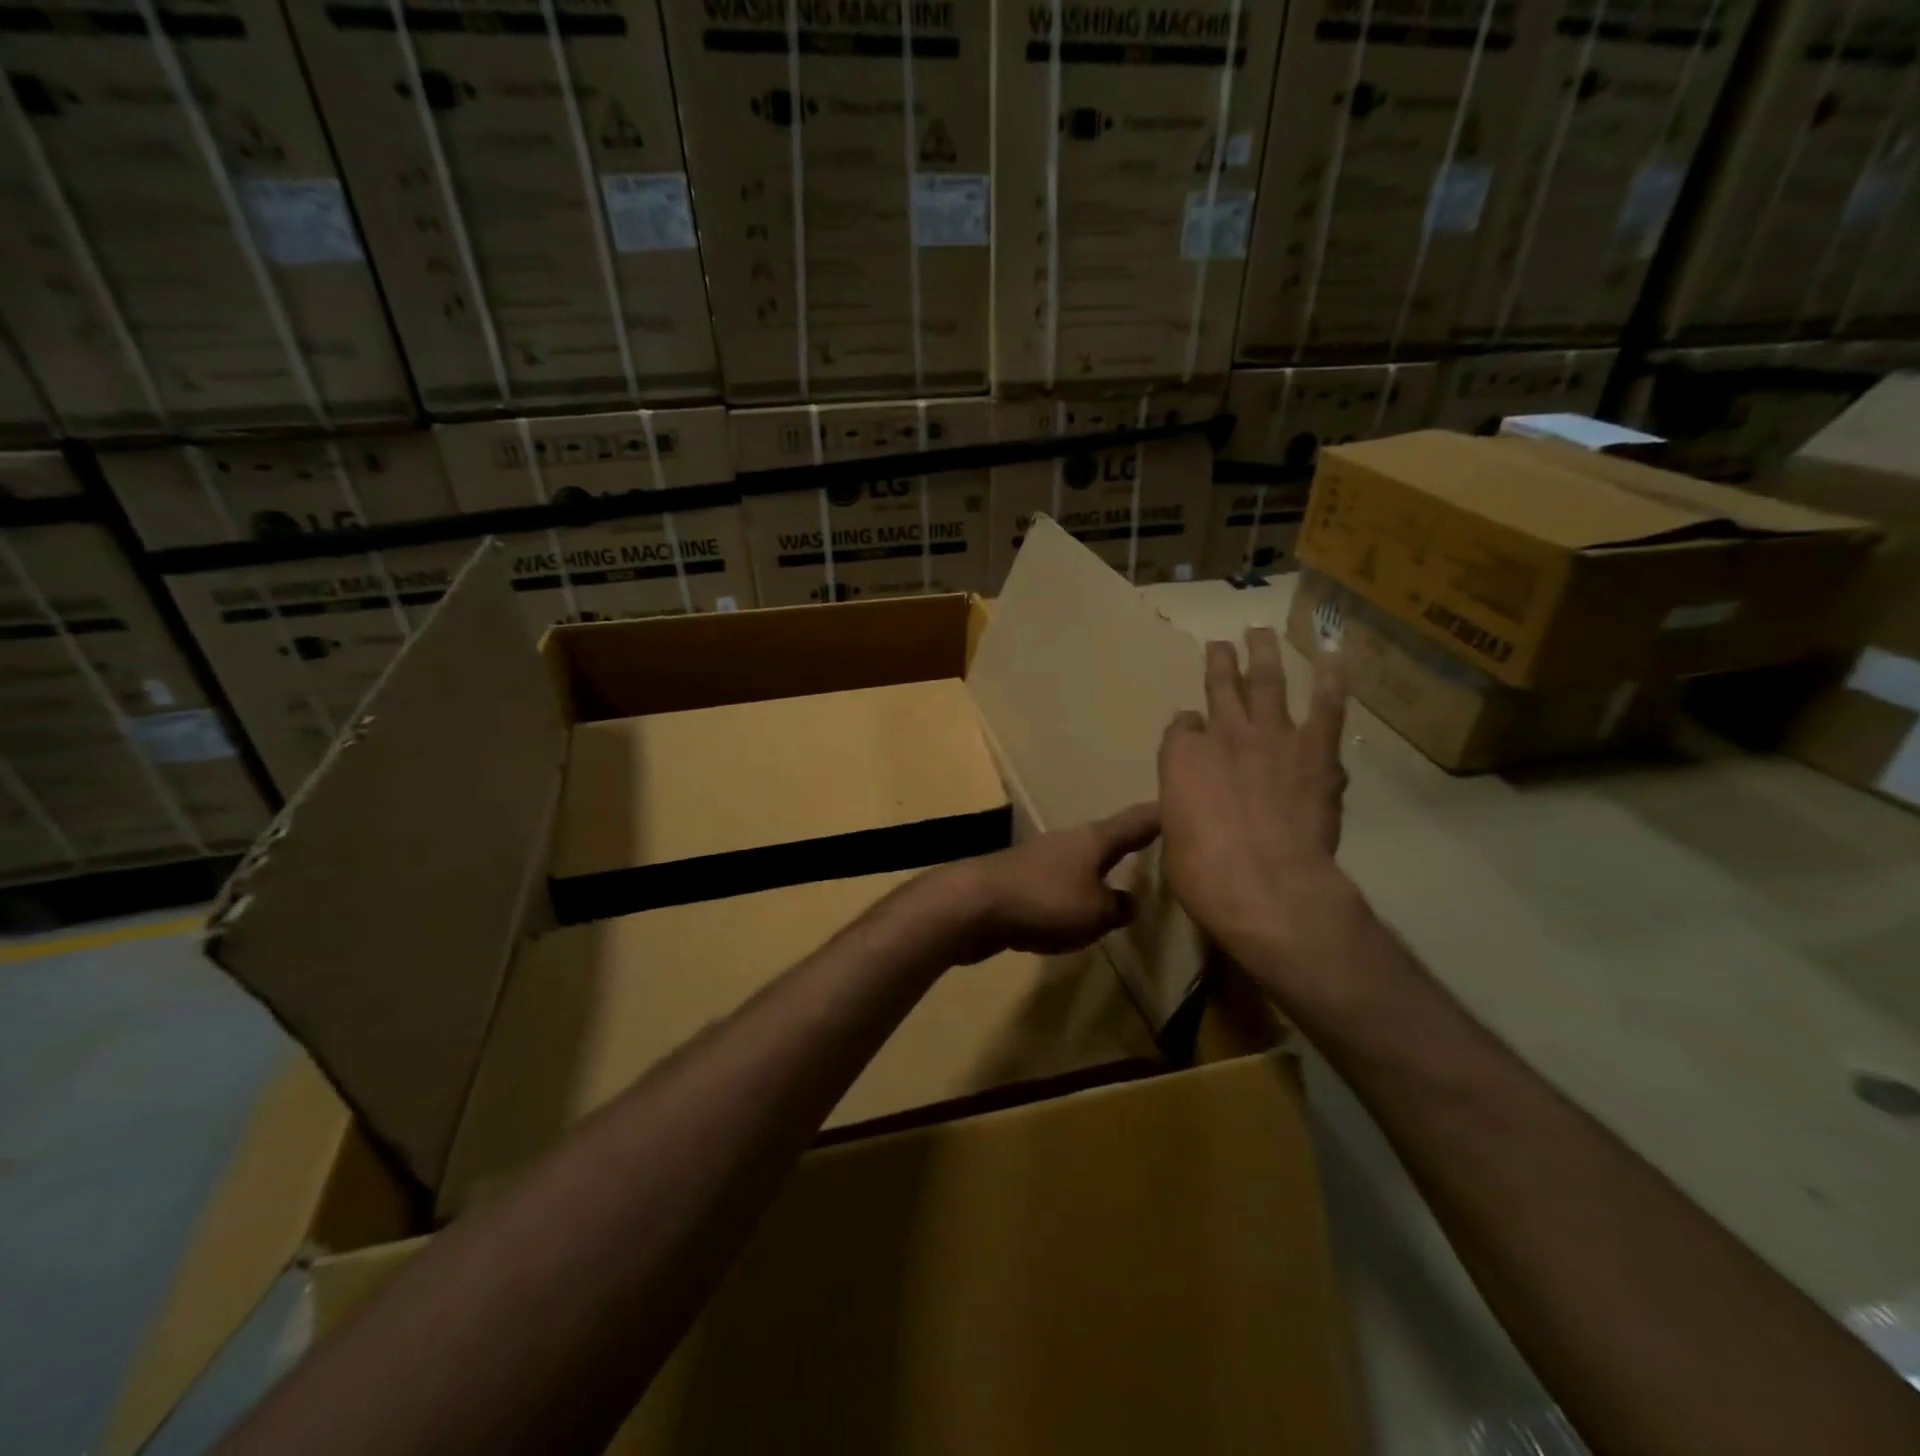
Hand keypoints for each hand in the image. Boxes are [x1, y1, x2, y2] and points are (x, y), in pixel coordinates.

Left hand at [933, 803, 1161, 963]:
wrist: (972, 906)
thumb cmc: (1043, 901)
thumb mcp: (1095, 913)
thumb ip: (1118, 908)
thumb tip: (1129, 902)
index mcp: (1094, 840)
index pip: (1137, 821)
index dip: (1161, 815)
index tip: (1182, 803)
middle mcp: (1069, 841)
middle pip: (1108, 839)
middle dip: (1131, 843)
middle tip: (1158, 848)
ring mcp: (1041, 859)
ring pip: (1082, 863)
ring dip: (1101, 871)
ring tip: (1123, 880)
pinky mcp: (1021, 881)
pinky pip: (1059, 886)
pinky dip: (1075, 895)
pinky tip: (1078, 911)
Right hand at [1158, 628, 1349, 970]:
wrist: (1266, 885)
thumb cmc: (1204, 874)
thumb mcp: (1174, 837)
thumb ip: (1183, 805)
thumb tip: (1192, 799)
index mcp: (1180, 757)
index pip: (1182, 727)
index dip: (1188, 727)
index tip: (1192, 730)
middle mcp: (1222, 734)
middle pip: (1220, 687)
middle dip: (1219, 663)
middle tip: (1221, 645)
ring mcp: (1270, 736)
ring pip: (1266, 681)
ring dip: (1263, 654)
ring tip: (1260, 632)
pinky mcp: (1314, 750)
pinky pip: (1326, 707)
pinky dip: (1330, 680)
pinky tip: (1332, 658)